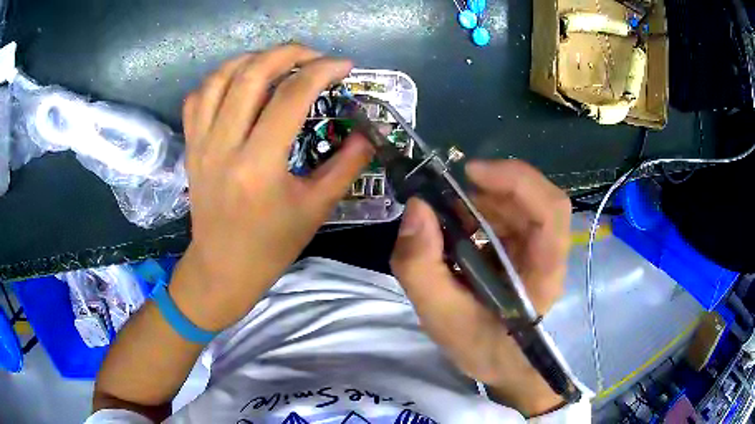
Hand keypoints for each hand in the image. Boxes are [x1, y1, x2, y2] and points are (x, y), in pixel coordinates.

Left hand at [174, 45, 372, 330]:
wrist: (223, 267)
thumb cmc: (272, 245)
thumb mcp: (317, 208)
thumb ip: (347, 165)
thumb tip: (368, 132)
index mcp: (259, 165)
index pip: (291, 96)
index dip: (323, 71)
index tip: (344, 66)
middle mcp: (224, 146)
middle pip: (252, 73)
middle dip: (289, 52)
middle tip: (314, 56)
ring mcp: (201, 144)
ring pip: (220, 78)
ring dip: (253, 59)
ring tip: (278, 62)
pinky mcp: (190, 147)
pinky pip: (197, 98)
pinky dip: (220, 79)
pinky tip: (239, 83)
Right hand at [390, 159, 570, 416]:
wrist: (501, 363)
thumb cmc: (481, 347)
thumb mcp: (440, 316)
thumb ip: (421, 267)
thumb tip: (416, 207)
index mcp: (543, 272)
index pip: (550, 211)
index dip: (517, 181)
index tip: (471, 174)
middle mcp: (548, 252)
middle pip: (535, 197)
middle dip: (491, 188)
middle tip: (447, 199)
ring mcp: (538, 247)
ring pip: (519, 202)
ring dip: (482, 199)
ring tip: (448, 222)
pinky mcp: (525, 246)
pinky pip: (508, 214)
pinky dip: (480, 211)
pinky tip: (459, 231)